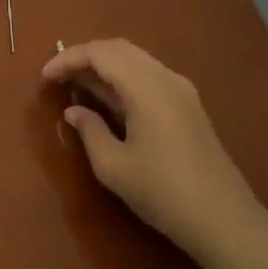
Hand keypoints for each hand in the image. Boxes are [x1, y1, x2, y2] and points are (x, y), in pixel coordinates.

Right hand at [43, 38, 267, 262]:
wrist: (223, 219)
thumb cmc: (162, 192)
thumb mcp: (113, 166)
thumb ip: (89, 130)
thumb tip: (74, 111)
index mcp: (147, 88)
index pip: (101, 54)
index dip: (68, 59)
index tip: (45, 77)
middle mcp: (166, 79)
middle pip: (119, 49)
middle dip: (84, 56)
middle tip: (58, 76)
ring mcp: (181, 91)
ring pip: (136, 60)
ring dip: (104, 66)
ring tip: (76, 84)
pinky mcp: (188, 106)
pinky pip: (148, 76)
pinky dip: (122, 78)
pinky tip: (106, 98)